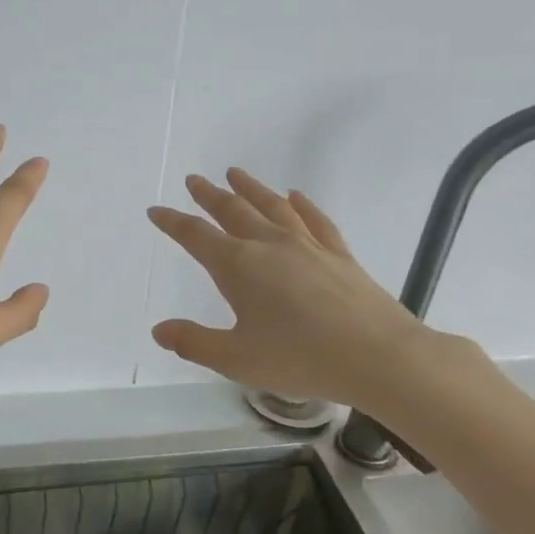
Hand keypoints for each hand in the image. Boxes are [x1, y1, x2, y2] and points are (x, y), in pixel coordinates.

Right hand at [148, 170, 431, 408]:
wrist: (378, 356)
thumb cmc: (300, 358)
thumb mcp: (236, 359)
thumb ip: (194, 343)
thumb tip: (159, 330)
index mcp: (239, 267)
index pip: (196, 236)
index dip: (173, 222)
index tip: (156, 211)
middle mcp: (270, 246)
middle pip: (233, 211)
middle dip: (209, 196)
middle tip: (194, 180)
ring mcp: (308, 246)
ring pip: (272, 207)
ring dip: (251, 189)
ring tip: (235, 174)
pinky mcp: (339, 254)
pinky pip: (315, 220)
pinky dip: (302, 205)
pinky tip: (295, 196)